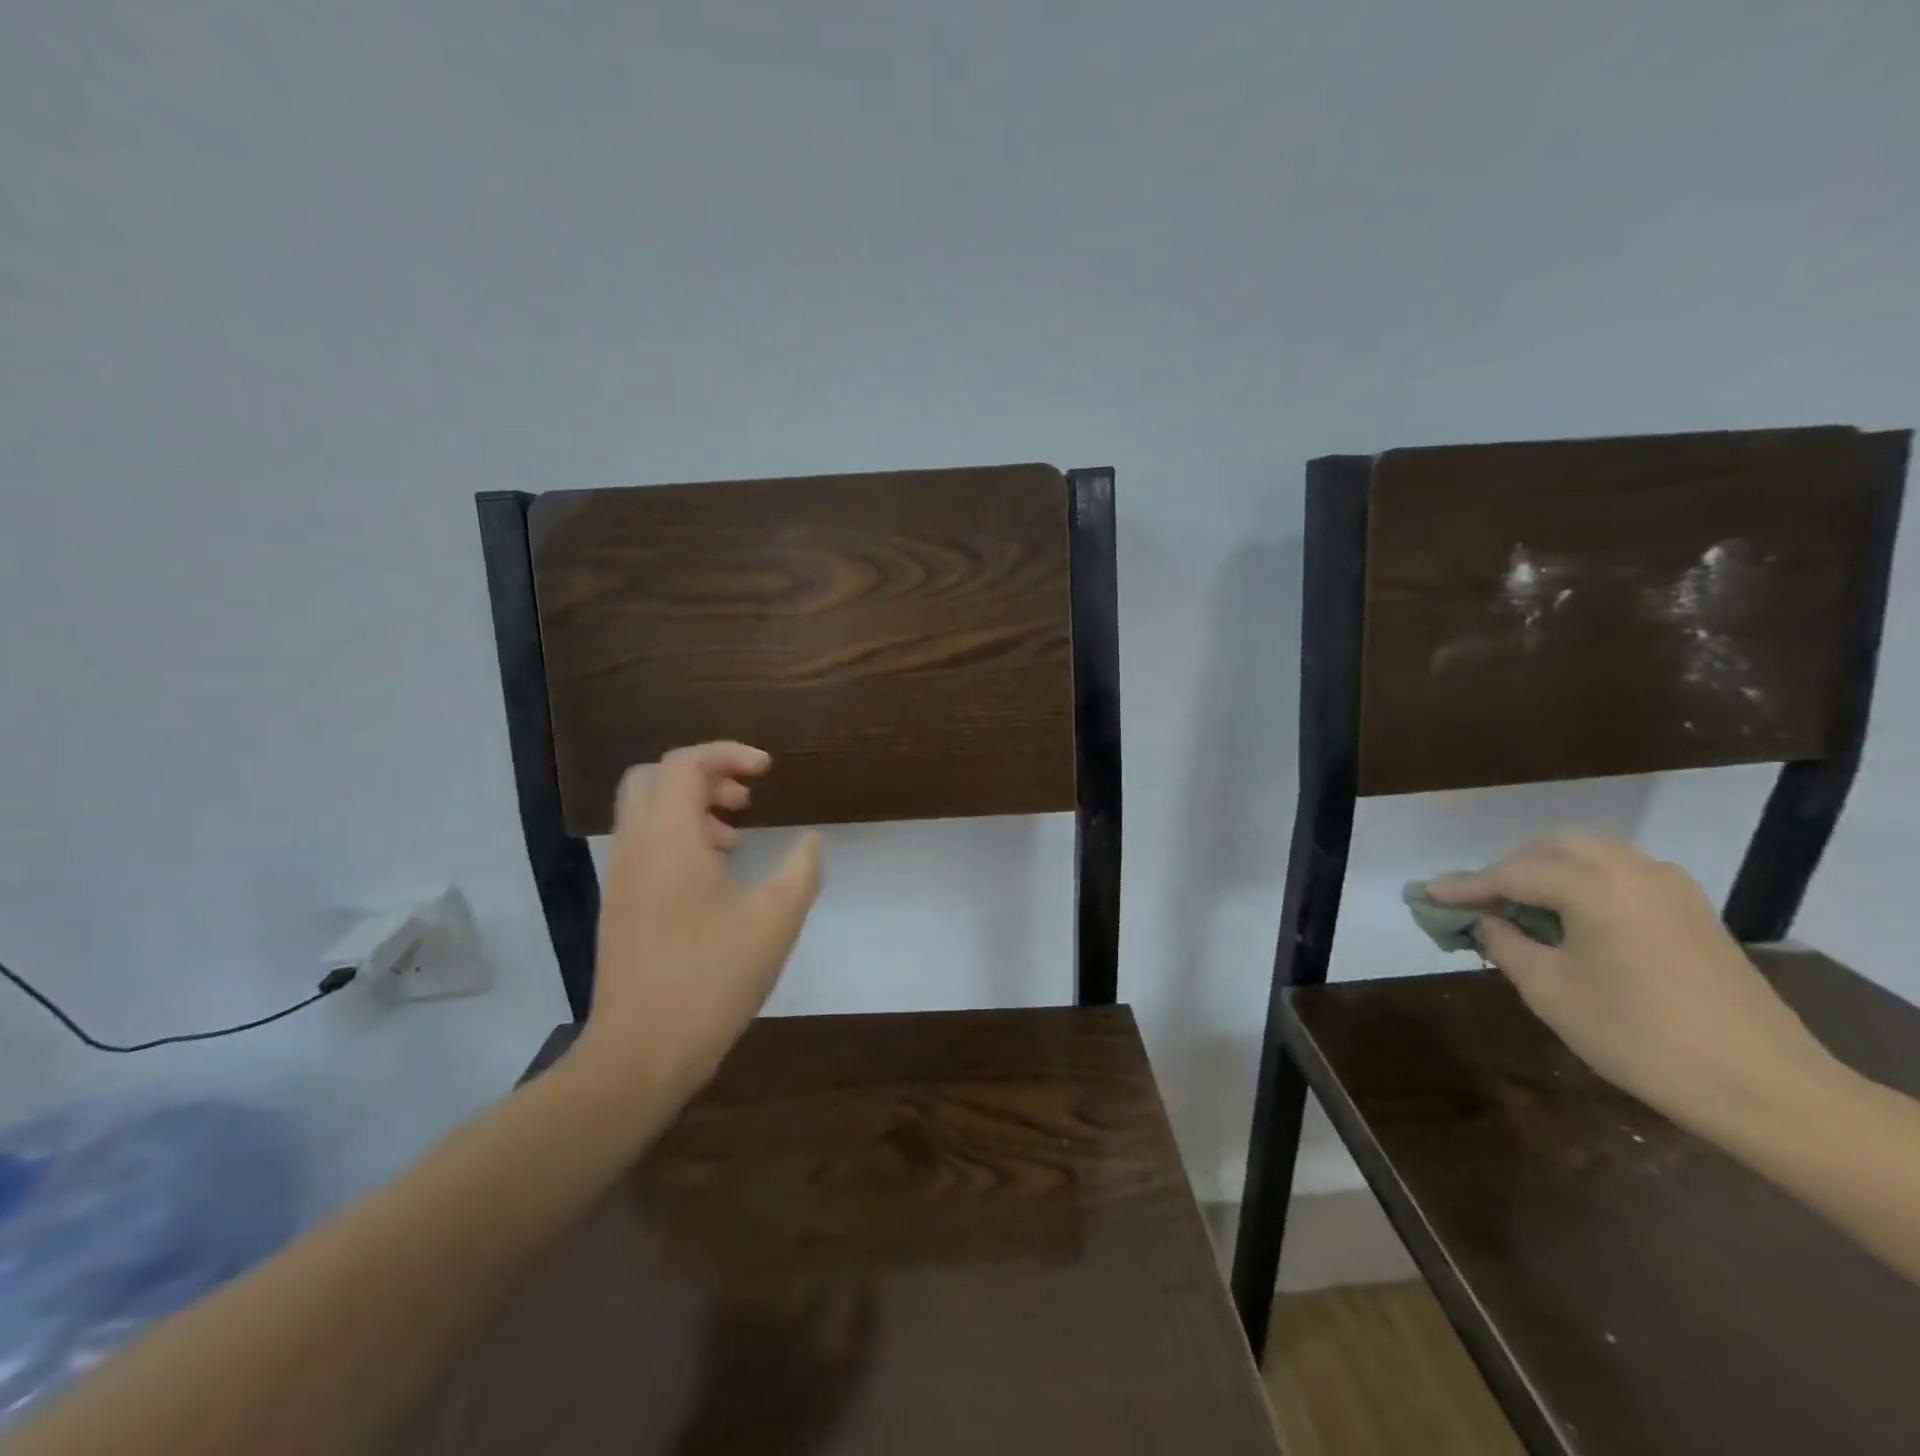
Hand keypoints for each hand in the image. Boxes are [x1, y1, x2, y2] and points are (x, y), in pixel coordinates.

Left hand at [570, 742, 823, 1102]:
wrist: (640, 1052)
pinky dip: (677, 839)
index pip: (685, 763)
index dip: (729, 753)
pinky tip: (715, 878)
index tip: (767, 772)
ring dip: (691, 808)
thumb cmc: (711, 977)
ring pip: (647, 812)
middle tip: (745, 798)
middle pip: (654, 777)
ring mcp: (621, 878)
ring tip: (736, 838)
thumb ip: (801, 869)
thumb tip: (811, 841)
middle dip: (703, 774)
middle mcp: (635, 846)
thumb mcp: (775, 919)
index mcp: (669, 838)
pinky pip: (644, 846)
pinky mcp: (619, 906)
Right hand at [1428, 832, 1838, 1135]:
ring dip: (1548, 870)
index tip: (1425, 894)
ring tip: (1521, 907)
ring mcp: (1671, 888)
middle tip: (1479, 901)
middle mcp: (1633, 871)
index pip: (1510, 874)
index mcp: (1594, 886)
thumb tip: (1485, 921)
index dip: (1463, 886)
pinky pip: (1622, 875)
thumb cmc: (1639, 1037)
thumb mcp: (1550, 991)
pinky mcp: (1693, 912)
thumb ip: (1505, 943)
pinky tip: (1571, 918)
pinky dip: (1585, 883)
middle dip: (1509, 866)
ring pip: (1592, 855)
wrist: (1765, 1088)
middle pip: (1554, 847)